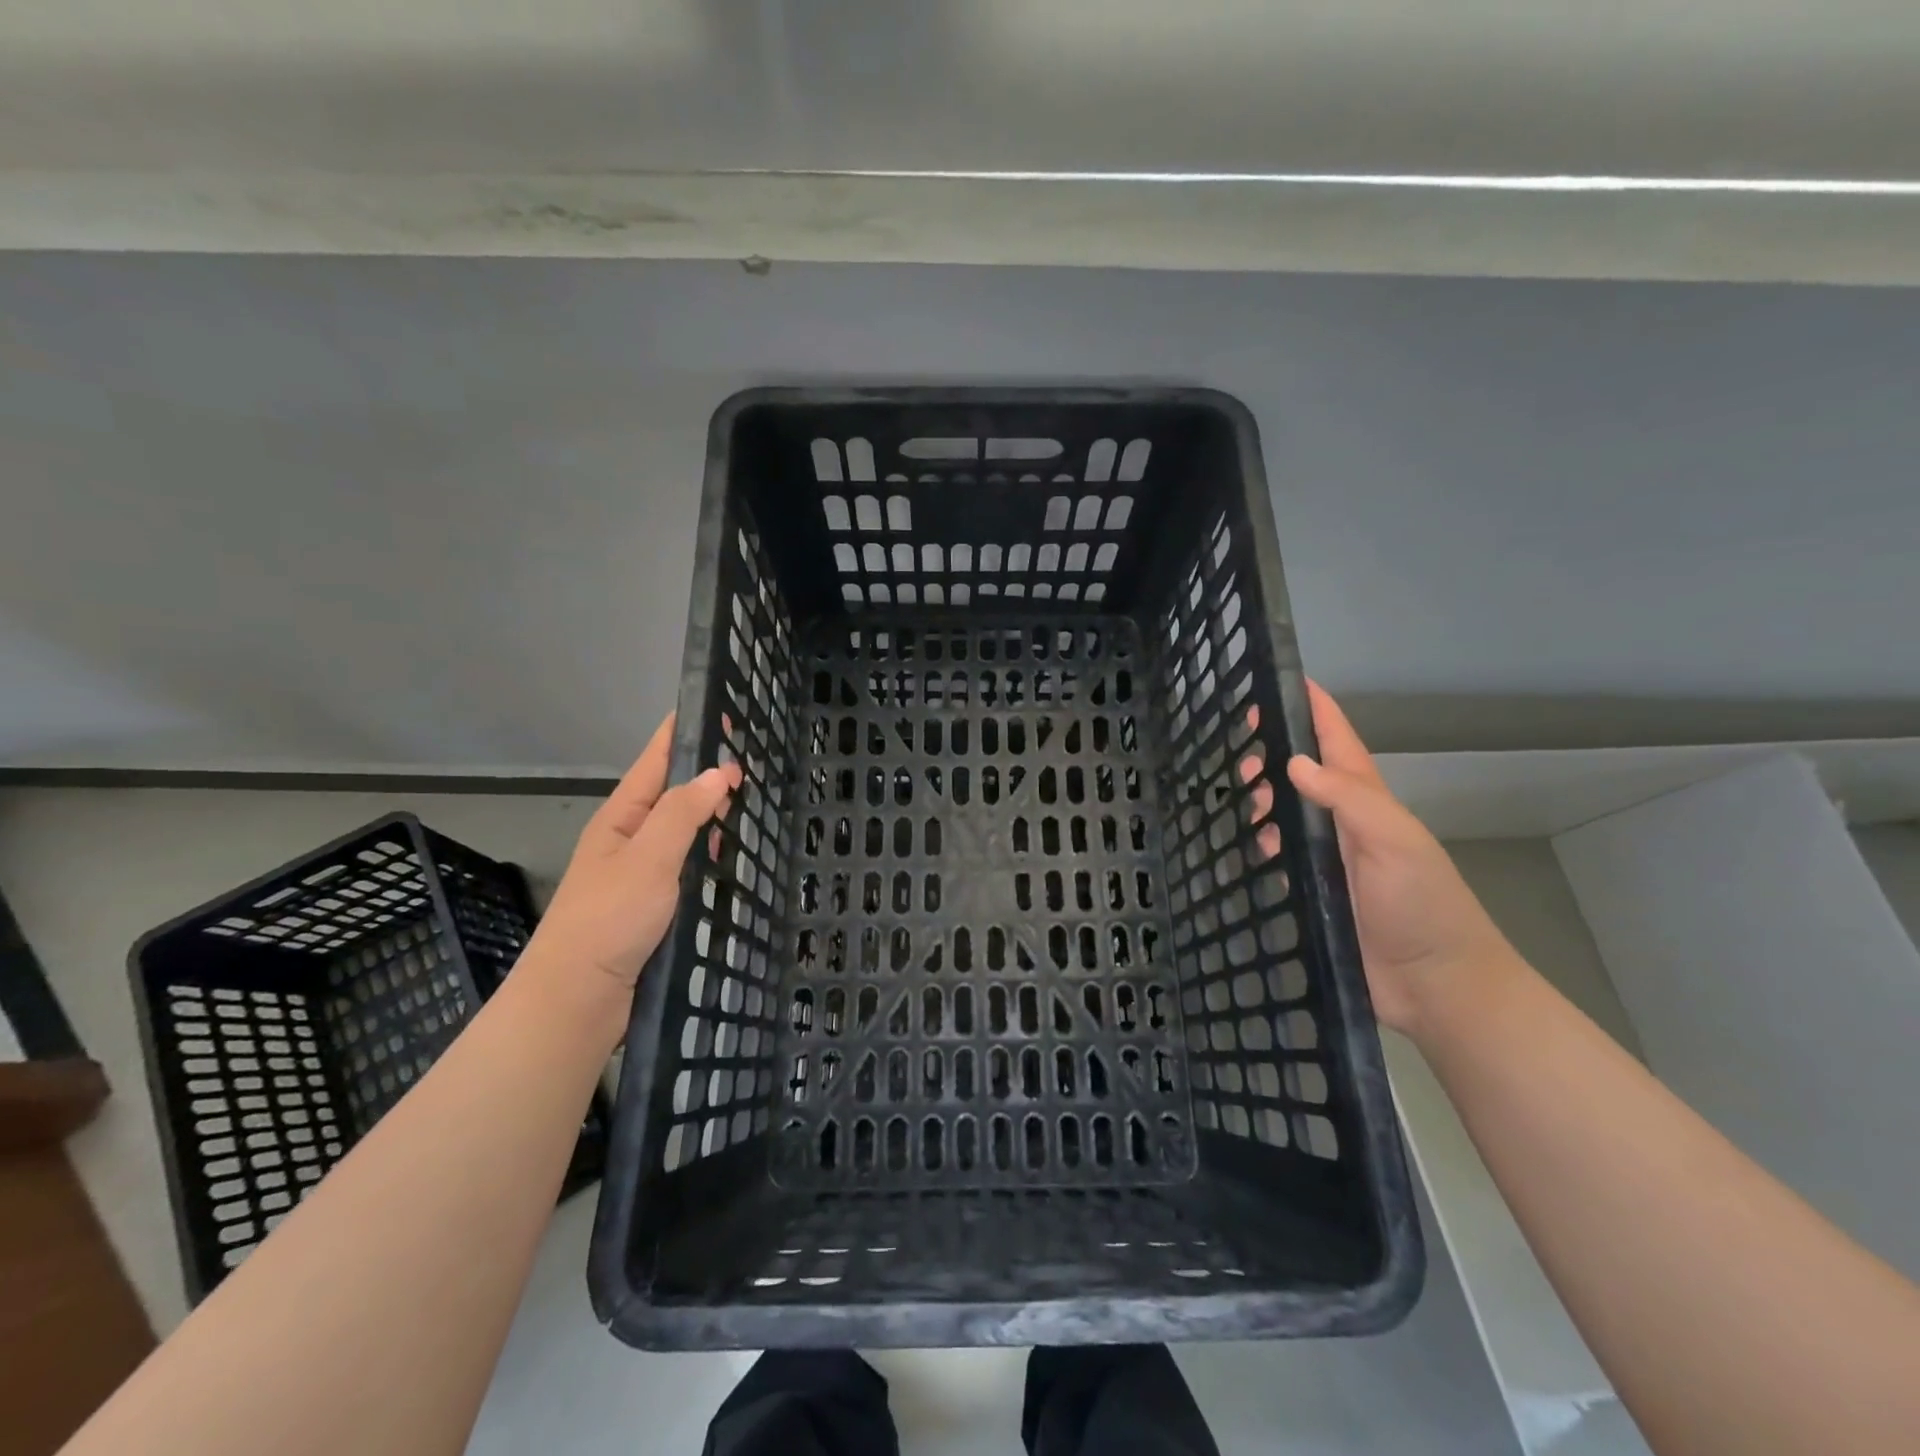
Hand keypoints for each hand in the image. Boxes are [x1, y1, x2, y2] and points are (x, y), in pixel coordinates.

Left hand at [522, 715, 739, 1042]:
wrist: (576, 1000)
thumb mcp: (648, 857)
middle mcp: (631, 838)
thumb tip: (719, 771)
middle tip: (754, 755)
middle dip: (707, 770)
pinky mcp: (653, 903)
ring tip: (752, 796)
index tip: (720, 707)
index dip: (685, 731)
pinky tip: (733, 854)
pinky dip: (711, 851)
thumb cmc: (608, 920)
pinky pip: (688, 863)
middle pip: (673, 791)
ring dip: (712, 811)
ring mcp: (641, 872)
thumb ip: (683, 812)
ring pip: (684, 829)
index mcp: (622, 817)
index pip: (657, 759)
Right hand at [1245, 681, 1514, 1038]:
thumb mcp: (1394, 841)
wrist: (1436, 986)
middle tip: (1238, 754)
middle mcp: (1344, 825)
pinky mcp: (1312, 893)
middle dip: (1274, 754)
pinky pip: (1278, 858)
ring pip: (1286, 815)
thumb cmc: (1422, 906)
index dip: (1315, 709)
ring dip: (1262, 800)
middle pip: (1303, 775)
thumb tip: (1294, 761)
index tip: (1285, 679)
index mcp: (1368, 803)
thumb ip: (1348, 798)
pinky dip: (1259, 845)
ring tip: (1238, 799)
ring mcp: (1328, 860)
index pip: (1338, 743)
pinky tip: (1243, 845)